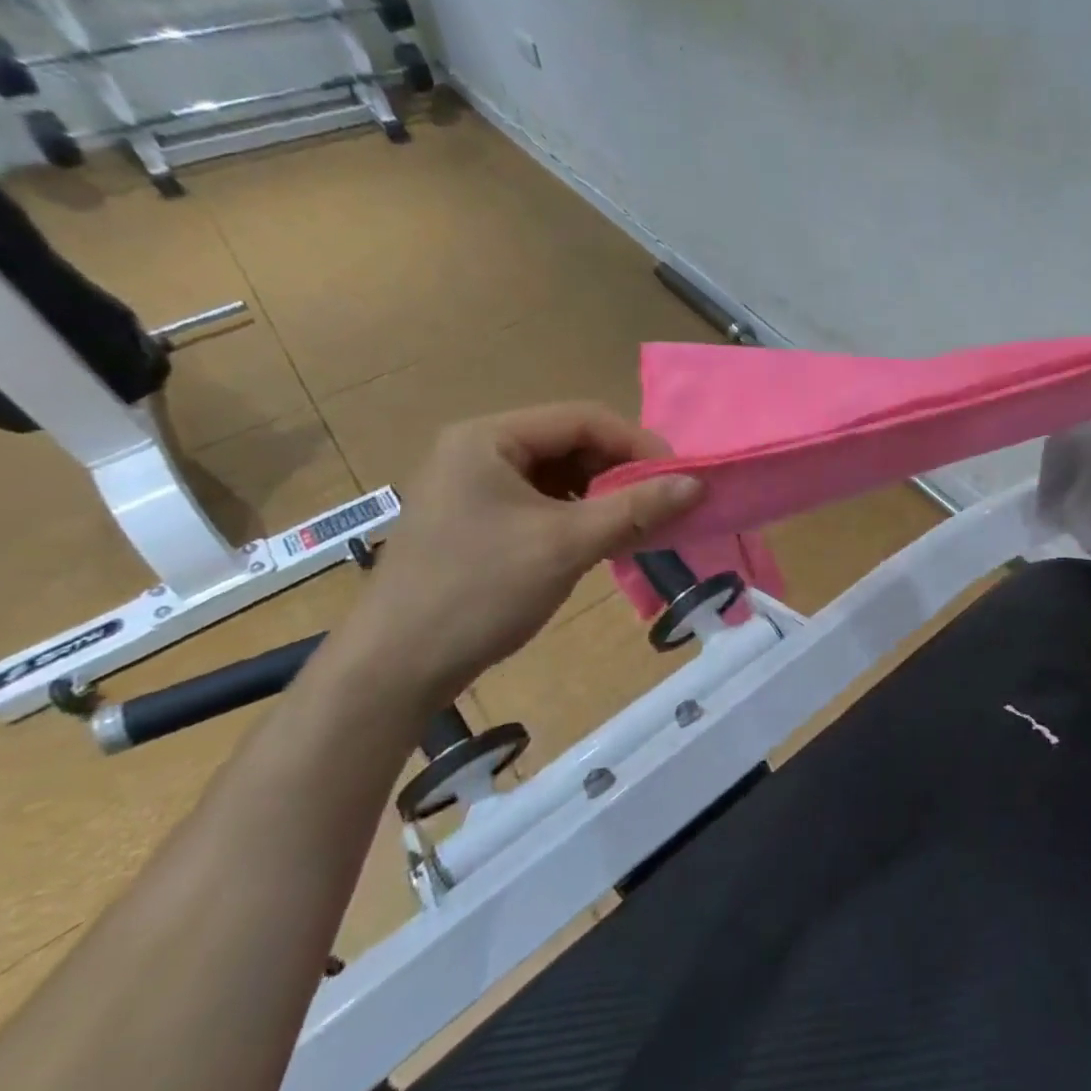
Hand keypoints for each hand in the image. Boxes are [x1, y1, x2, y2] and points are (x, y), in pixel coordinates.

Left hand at [334, 403, 702, 713]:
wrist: (392, 672)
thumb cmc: (479, 592)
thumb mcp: (567, 545)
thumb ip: (637, 508)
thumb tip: (698, 484)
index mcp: (489, 437)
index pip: (583, 419)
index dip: (638, 444)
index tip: (679, 478)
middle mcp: (478, 449)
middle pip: (571, 442)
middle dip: (620, 471)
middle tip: (660, 504)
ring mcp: (472, 485)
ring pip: (559, 473)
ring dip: (603, 494)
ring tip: (634, 525)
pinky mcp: (474, 518)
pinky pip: (541, 500)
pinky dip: (577, 514)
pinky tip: (598, 540)